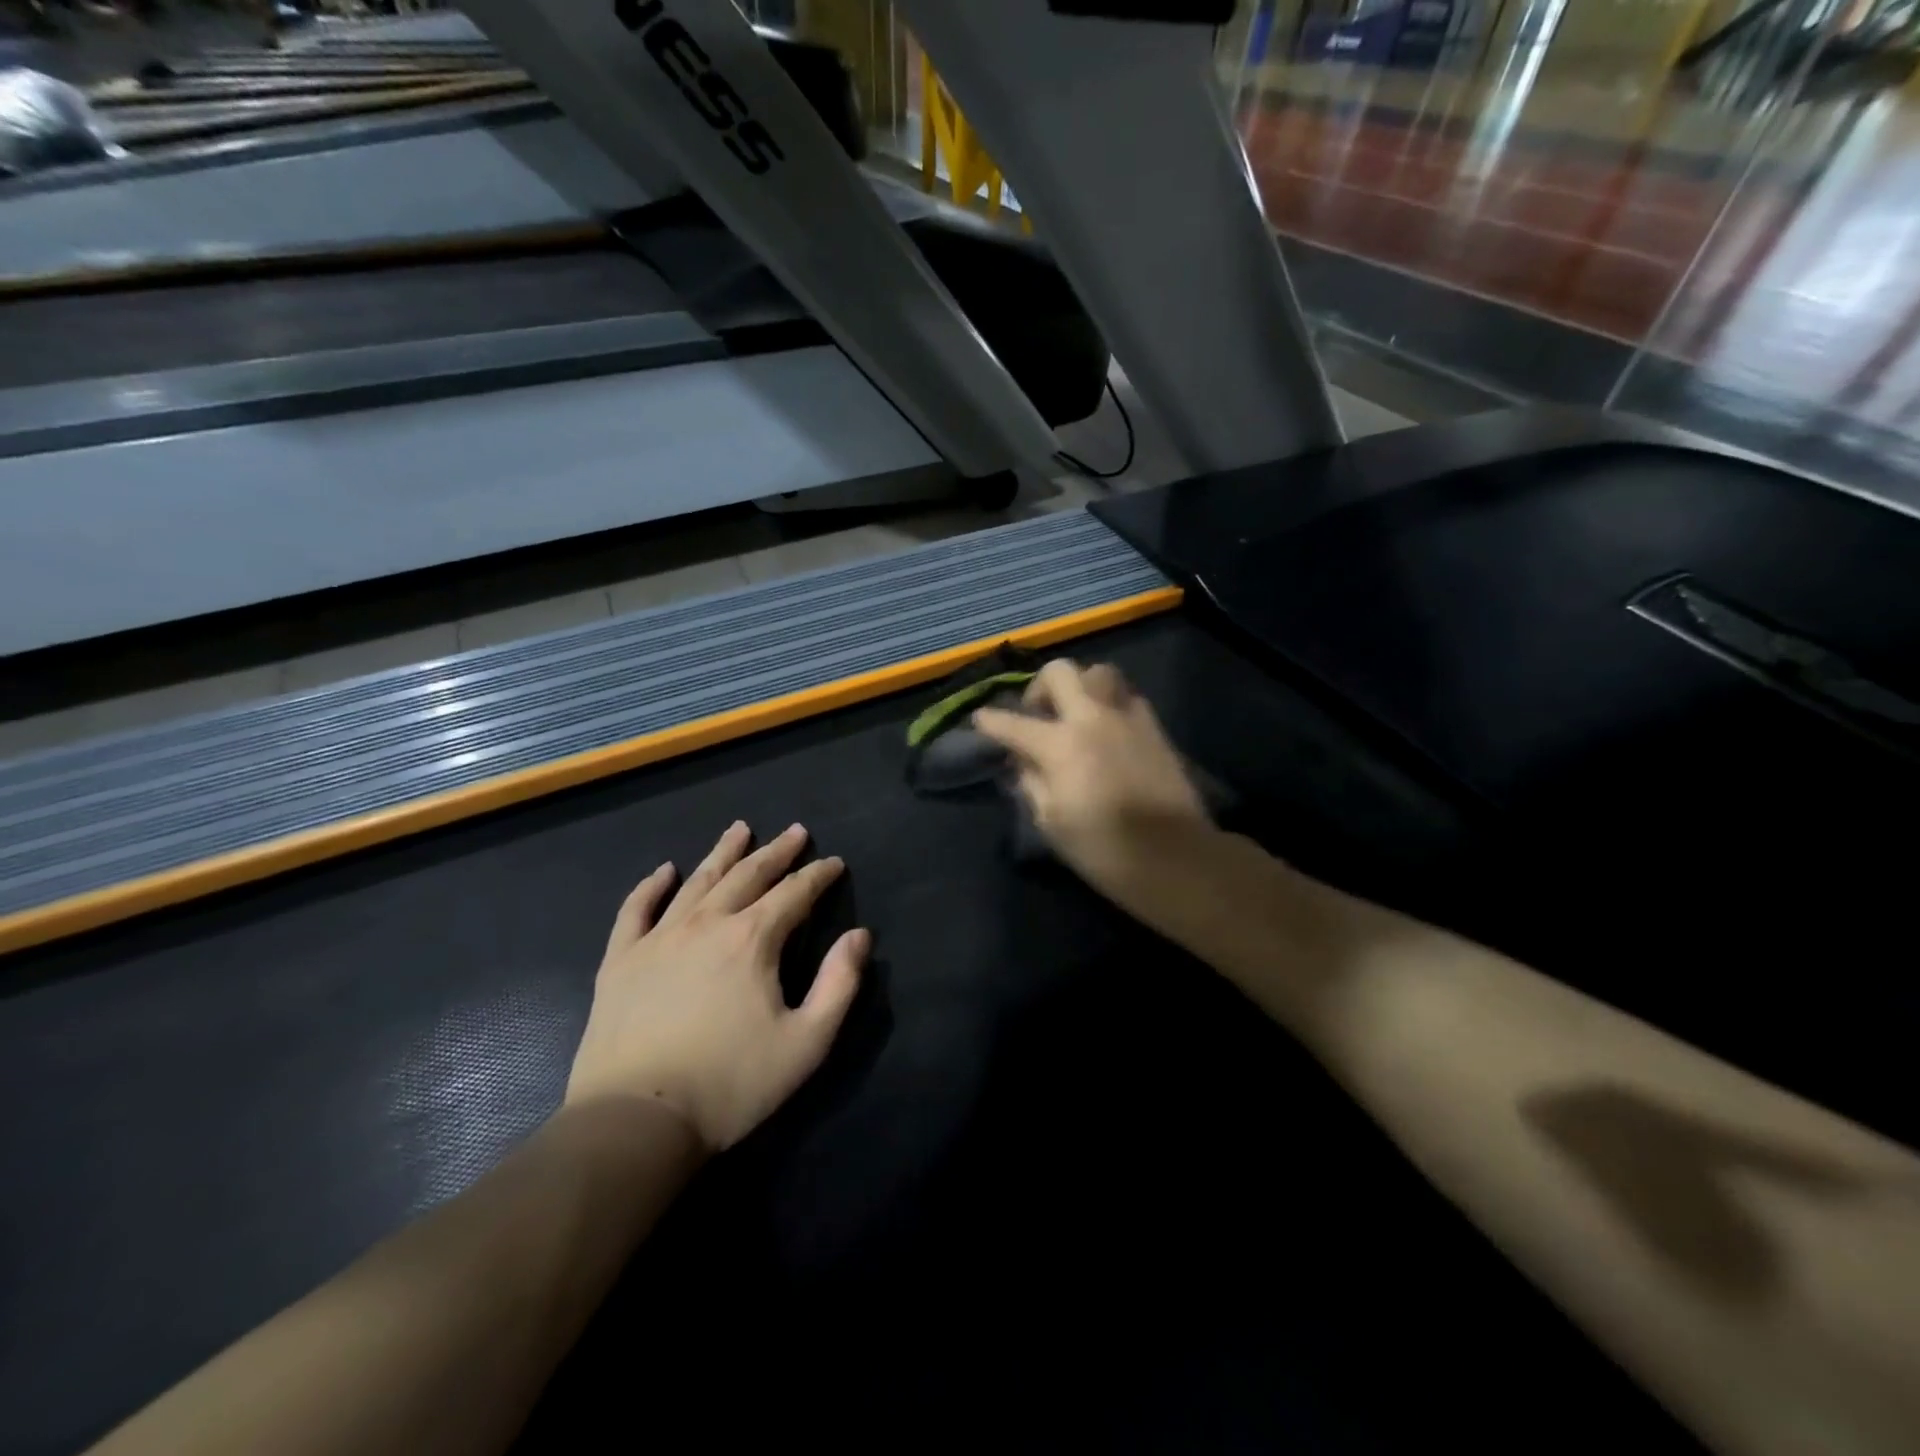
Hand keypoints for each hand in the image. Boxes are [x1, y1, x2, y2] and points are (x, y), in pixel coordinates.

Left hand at [566, 822, 868, 1152]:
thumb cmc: (731, 1084)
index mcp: (753, 939)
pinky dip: (651, 886)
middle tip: (796, 831)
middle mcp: (707, 924)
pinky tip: (664, 870)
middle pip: (748, 875)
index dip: (818, 875)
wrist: (636, 1121)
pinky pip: (635, 910)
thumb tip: (860, 936)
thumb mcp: (806, 1042)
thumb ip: (840, 984)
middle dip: (777, 852)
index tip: (834, 863)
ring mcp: (658, 938)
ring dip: (723, 852)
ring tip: (740, 829)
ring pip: (697, 881)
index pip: (795, 893)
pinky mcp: (620, 961)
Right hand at [972, 660, 1214, 915]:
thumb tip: (1024, 762)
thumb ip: (1031, 784)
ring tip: (1076, 715)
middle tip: (1038, 714)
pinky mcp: (1155, 728)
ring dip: (1081, 687)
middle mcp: (1092, 718)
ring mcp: (1128, 718)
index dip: (991, 721)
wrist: (1176, 858)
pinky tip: (1108, 730)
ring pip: (1100, 673)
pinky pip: (1127, 697)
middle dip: (1040, 687)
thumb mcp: (1052, 823)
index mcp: (1060, 745)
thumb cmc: (1104, 849)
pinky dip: (1110, 704)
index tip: (980, 719)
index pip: (1014, 723)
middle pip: (1060, 672)